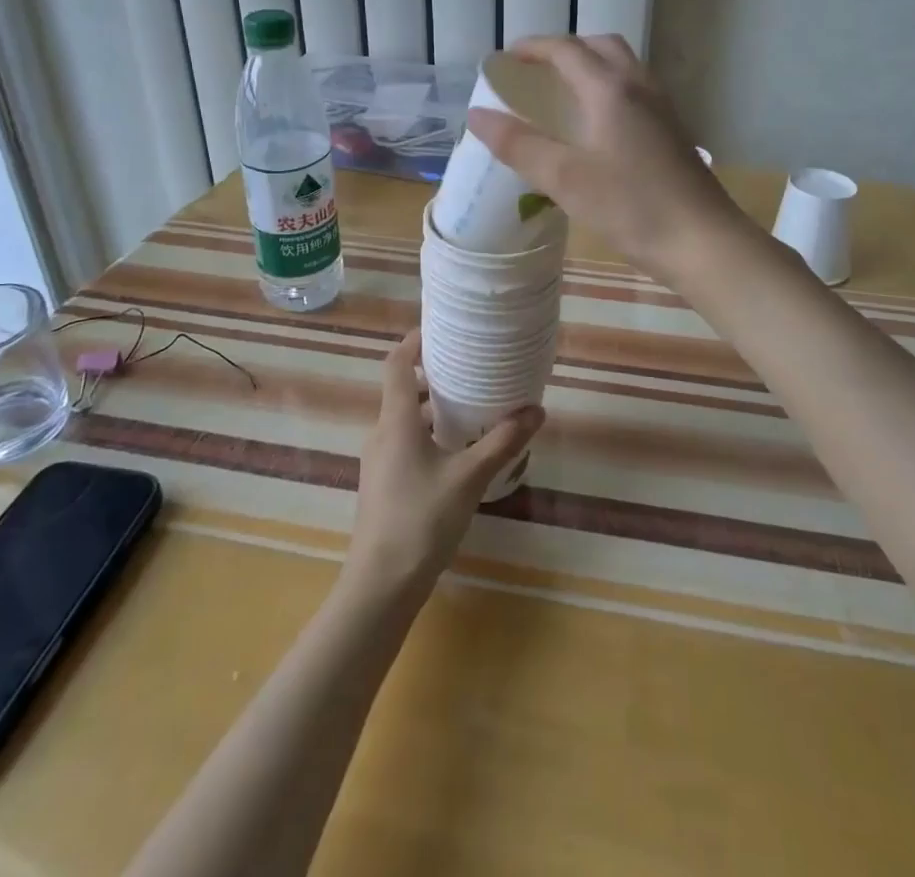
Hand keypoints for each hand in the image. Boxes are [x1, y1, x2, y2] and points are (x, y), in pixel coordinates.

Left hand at [344, 331, 543, 600]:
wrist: (380, 585)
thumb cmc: (421, 520)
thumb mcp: (469, 478)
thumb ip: (503, 442)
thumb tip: (536, 410)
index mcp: (396, 421)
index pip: (397, 364)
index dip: (414, 341)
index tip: (441, 328)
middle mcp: (381, 433)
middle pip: (402, 388)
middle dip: (432, 373)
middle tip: (469, 365)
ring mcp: (378, 460)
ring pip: (404, 417)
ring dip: (431, 406)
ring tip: (469, 404)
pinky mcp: (382, 483)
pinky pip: (404, 441)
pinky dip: (427, 432)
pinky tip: (456, 449)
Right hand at [467, 34, 748, 281]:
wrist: (704, 242)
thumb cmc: (632, 208)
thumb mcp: (565, 179)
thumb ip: (519, 145)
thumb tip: (476, 115)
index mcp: (610, 90)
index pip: (566, 50)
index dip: (533, 48)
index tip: (506, 58)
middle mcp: (639, 87)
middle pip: (601, 47)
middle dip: (565, 50)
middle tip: (536, 71)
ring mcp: (662, 108)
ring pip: (623, 67)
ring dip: (591, 66)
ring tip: (563, 93)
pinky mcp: (673, 131)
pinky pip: (635, 91)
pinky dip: (609, 88)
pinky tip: (598, 125)